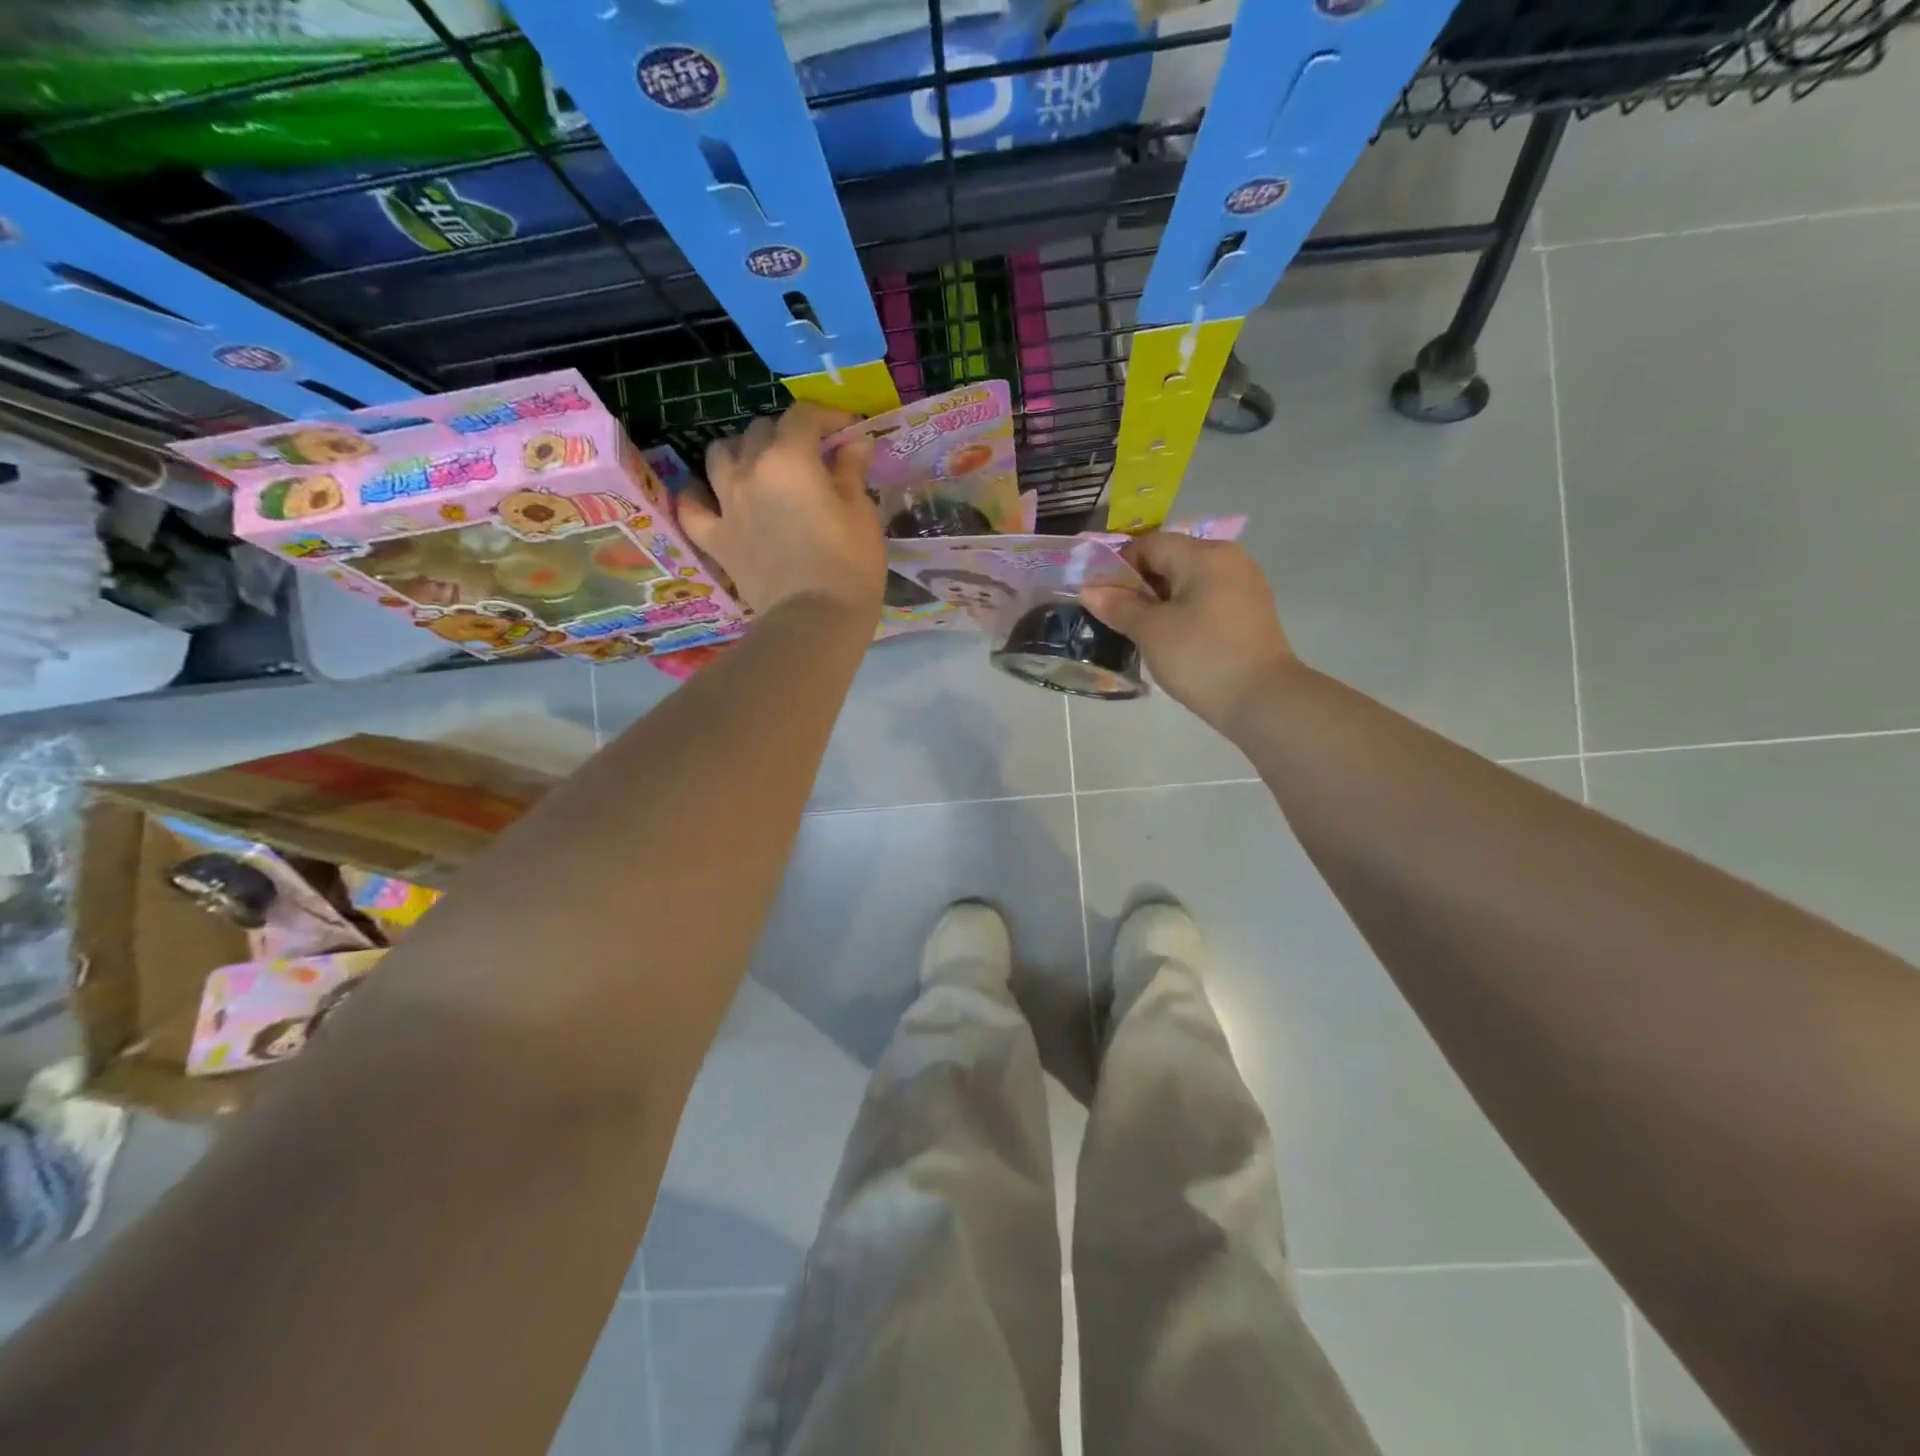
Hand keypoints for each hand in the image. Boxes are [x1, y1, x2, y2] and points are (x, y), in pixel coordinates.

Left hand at [680, 404, 884, 617]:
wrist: (815, 620)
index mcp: (790, 458)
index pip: (804, 416)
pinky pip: (692, 507)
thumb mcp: (861, 513)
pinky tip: (710, 496)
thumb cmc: (850, 565)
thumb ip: (851, 472)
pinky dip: (698, 496)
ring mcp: (726, 505)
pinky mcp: (715, 539)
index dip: (827, 416)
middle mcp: (750, 471)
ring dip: (740, 453)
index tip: (848, 432)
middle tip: (809, 456)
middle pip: (759, 431)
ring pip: (719, 456)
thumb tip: (854, 443)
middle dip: (786, 435)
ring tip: (758, 467)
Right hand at [1080, 533, 1297, 729]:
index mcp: (1204, 555)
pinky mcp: (1248, 612)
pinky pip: (1205, 599)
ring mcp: (1243, 585)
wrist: (1263, 701)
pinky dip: (1182, 612)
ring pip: (1187, 582)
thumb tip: (1088, 590)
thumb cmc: (1202, 657)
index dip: (1118, 566)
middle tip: (1115, 617)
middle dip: (1138, 585)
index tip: (1100, 597)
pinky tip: (1170, 639)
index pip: (1150, 544)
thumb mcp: (1151, 631)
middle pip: (1170, 560)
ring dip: (1159, 601)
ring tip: (1139, 631)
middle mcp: (1228, 559)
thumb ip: (1118, 606)